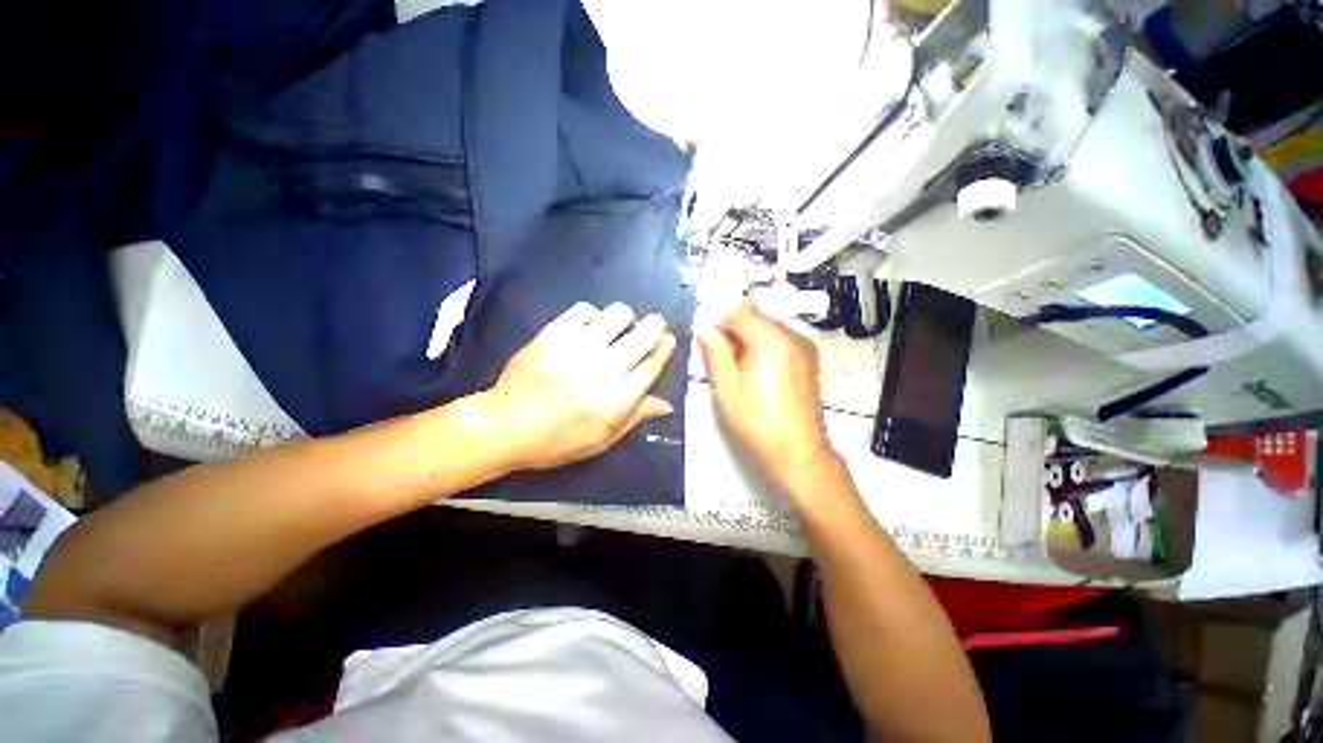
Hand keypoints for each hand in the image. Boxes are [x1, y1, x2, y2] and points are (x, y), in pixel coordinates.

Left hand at [482, 302, 676, 470]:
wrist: (504, 426)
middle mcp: (602, 370)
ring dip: (625, 318)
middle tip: (652, 326)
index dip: (665, 348)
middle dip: (654, 325)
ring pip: (617, 315)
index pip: (652, 364)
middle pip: (642, 335)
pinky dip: (593, 315)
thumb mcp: (602, 439)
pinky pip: (584, 310)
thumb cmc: (557, 440)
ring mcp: (576, 348)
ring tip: (618, 327)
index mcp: (616, 400)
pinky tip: (589, 327)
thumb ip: (635, 417)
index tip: (668, 338)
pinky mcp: (553, 334)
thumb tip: (668, 404)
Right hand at [696, 301, 835, 491]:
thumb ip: (715, 353)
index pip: (739, 310)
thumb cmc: (758, 423)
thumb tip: (703, 329)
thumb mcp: (727, 389)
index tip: (705, 338)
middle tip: (717, 355)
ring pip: (766, 327)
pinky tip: (754, 371)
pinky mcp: (808, 358)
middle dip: (732, 329)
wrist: (799, 451)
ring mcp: (803, 346)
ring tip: (736, 367)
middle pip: (754, 316)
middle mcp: (792, 335)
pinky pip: (779, 340)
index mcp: (771, 340)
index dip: (718, 319)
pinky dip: (761, 346)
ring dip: (746, 338)